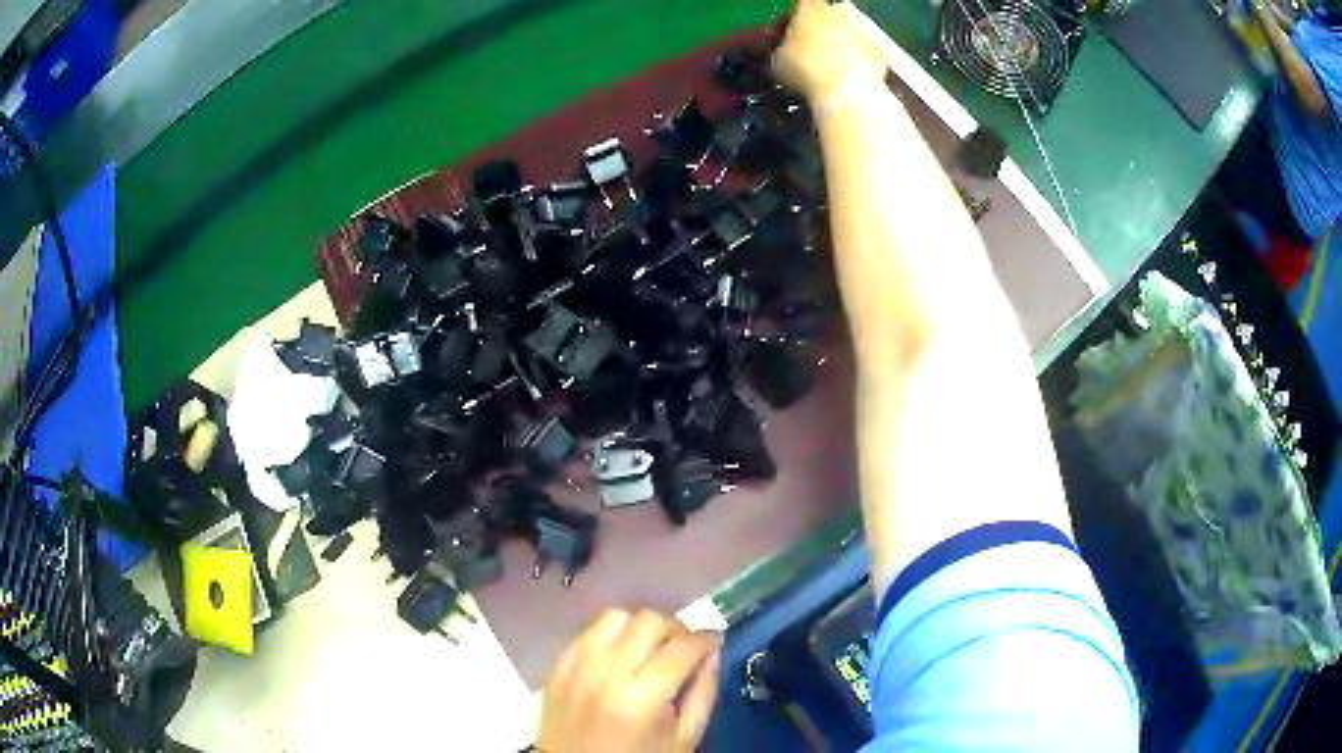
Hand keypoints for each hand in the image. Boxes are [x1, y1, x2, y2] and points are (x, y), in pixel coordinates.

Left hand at [536, 609, 721, 752]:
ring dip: (639, 628)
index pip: (682, 646)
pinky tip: (619, 656)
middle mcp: (604, 673)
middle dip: (675, 630)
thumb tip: (712, 653)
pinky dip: (609, 636)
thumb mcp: (684, 739)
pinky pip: (587, 632)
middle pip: (648, 621)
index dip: (706, 638)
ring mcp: (575, 667)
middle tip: (684, 649)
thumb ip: (703, 694)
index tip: (714, 642)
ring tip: (649, 650)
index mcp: (641, 698)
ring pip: (615, 617)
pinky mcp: (556, 667)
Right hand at [772, 0, 887, 104]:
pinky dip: (861, 62)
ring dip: (843, 45)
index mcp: (809, 9)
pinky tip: (852, 79)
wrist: (848, 92)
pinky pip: (867, 53)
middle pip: (830, 17)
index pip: (801, 6)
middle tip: (814, 51)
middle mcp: (838, 12)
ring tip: (833, 69)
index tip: (792, 34)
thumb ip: (785, 48)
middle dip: (823, 30)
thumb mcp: (780, 61)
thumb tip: (787, 51)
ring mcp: (862, 30)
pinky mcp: (880, 51)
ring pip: (850, 34)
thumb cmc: (807, 71)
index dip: (796, 20)